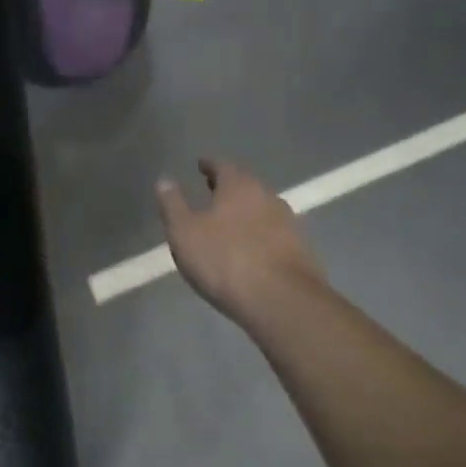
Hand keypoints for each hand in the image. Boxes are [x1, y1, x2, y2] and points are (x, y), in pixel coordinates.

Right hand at [156, 157, 323, 327]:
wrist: (283, 302)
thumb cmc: (225, 260)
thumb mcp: (184, 232)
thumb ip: (172, 204)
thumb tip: (164, 180)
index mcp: (239, 186)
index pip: (222, 165)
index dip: (209, 164)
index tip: (201, 164)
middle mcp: (267, 196)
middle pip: (245, 184)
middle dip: (228, 187)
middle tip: (212, 189)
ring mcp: (288, 223)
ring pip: (261, 208)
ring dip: (245, 211)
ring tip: (229, 220)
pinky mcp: (301, 250)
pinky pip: (274, 233)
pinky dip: (259, 233)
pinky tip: (250, 247)